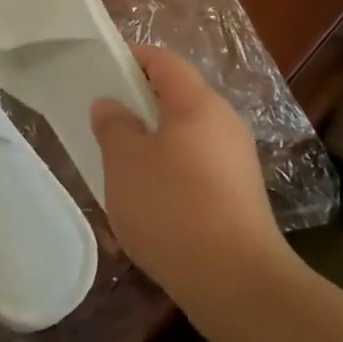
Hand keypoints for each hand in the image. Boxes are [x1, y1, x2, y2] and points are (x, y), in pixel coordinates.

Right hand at [91, 46, 289, 314]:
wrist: (237, 282)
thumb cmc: (173, 207)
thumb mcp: (125, 162)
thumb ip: (113, 126)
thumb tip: (110, 104)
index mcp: (198, 103)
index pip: (164, 60)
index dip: (132, 58)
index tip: (102, 70)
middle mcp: (224, 123)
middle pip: (177, 99)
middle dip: (139, 107)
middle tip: (105, 124)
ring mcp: (237, 161)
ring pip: (185, 138)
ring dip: (153, 146)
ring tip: (121, 170)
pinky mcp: (240, 197)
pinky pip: (197, 170)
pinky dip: (171, 176)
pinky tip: (149, 207)